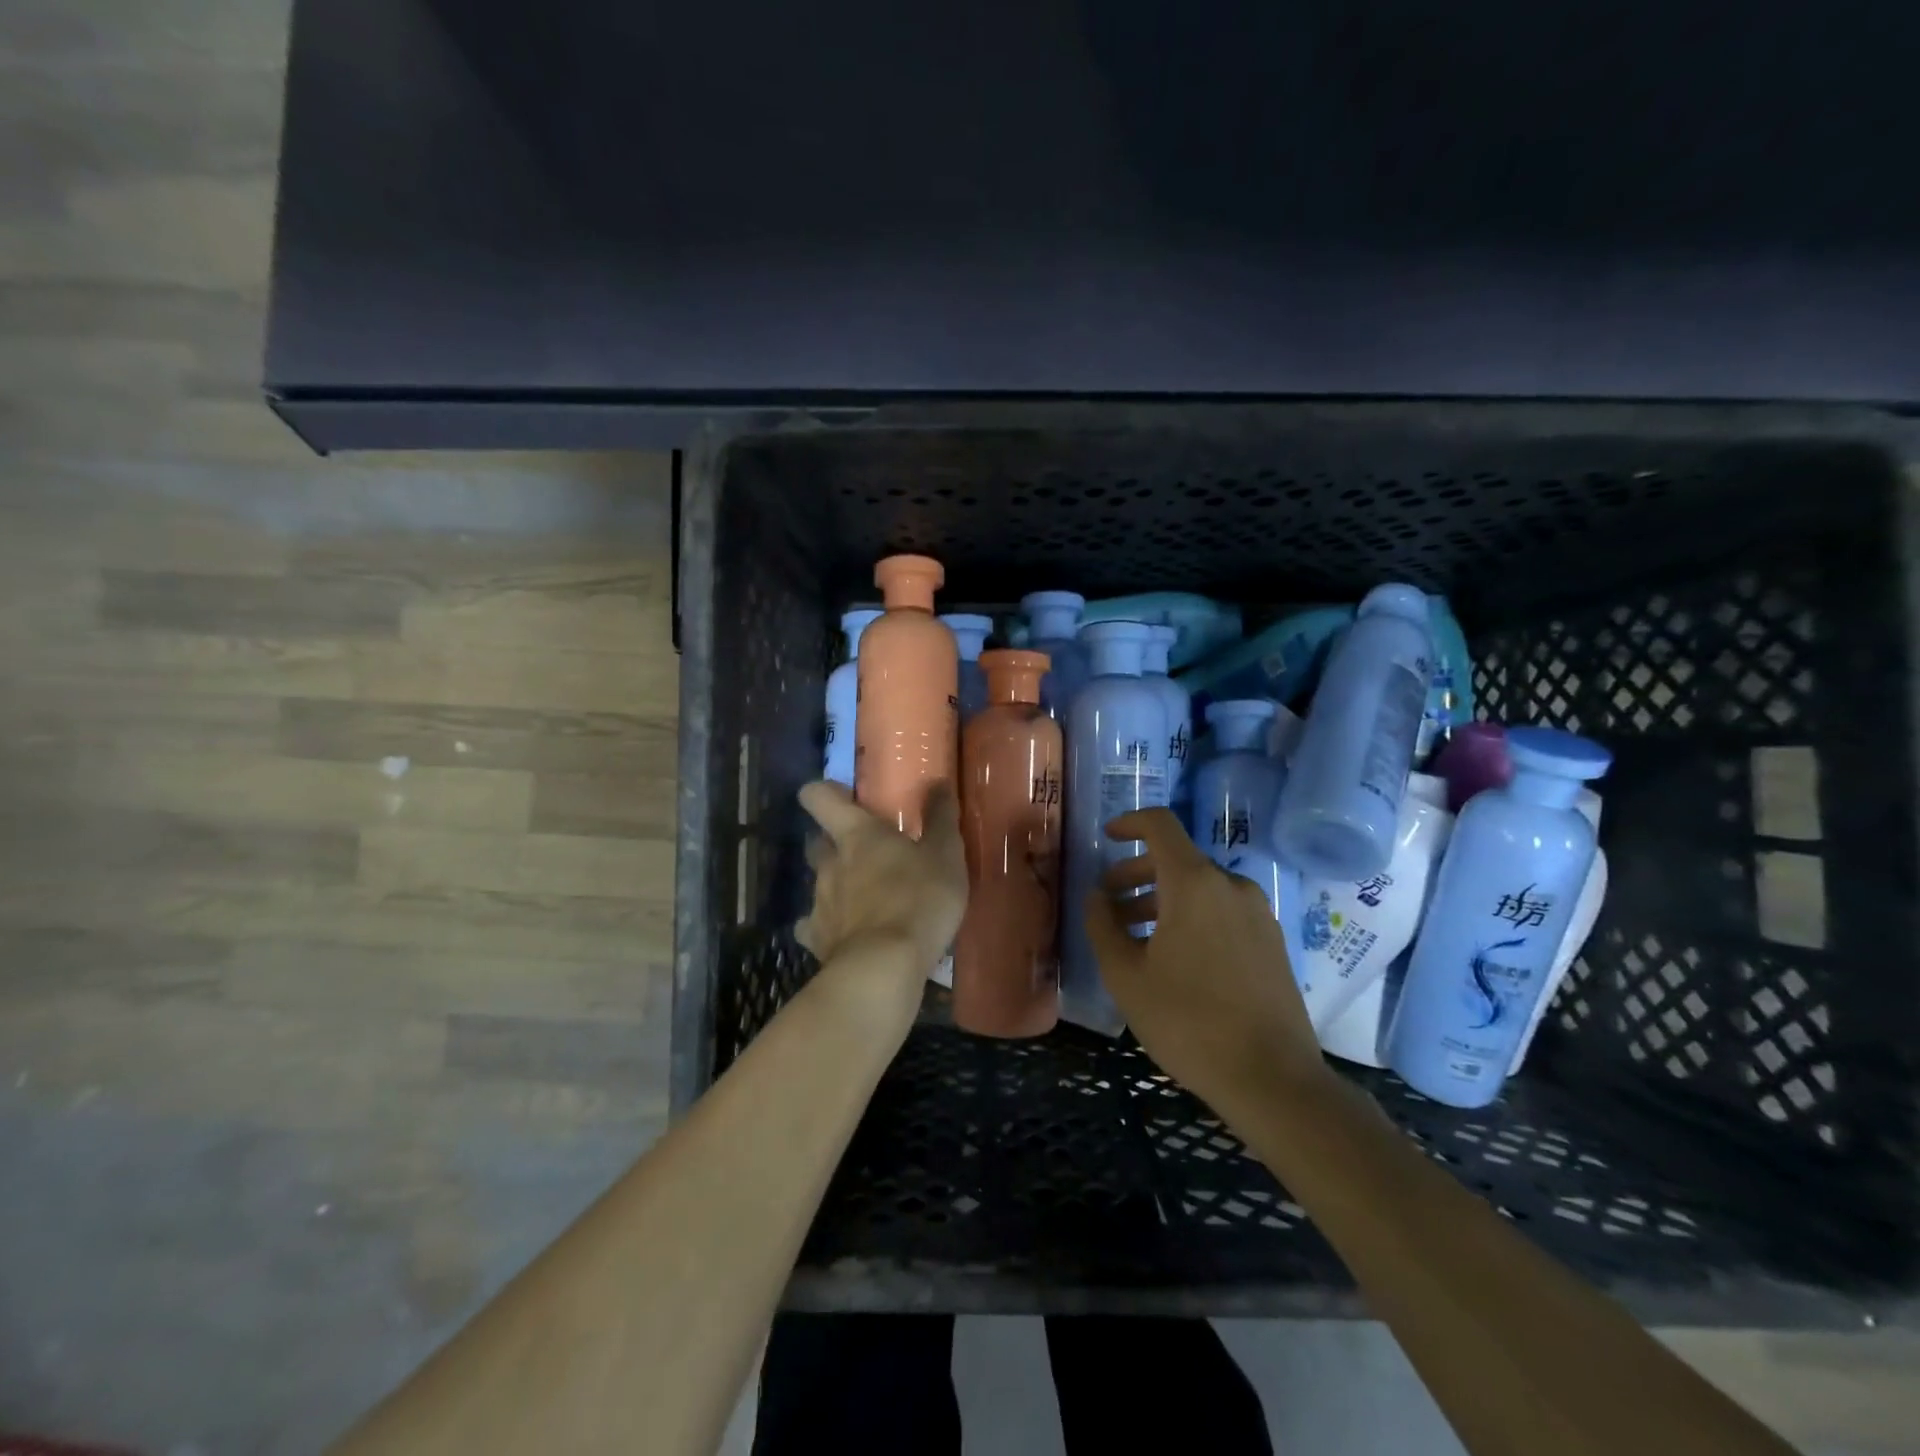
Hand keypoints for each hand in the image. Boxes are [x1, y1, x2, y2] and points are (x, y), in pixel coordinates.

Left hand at [796, 780, 968, 1035]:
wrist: (884, 969)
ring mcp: (818, 903)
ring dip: (836, 885)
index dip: (824, 792)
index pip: (818, 797)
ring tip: (865, 899)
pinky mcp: (817, 940)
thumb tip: (937, 782)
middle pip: (816, 841)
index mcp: (856, 834)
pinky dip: (829, 928)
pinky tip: (848, 935)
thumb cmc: (918, 900)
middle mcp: (829, 863)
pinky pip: (815, 927)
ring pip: (818, 883)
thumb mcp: (945, 855)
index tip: (843, 797)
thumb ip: (941, 818)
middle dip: (832, 842)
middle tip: (864, 851)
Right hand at [1085, 808, 1329, 1113]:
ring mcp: (1258, 913)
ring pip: (1200, 888)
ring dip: (1162, 899)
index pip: (1160, 825)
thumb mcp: (1125, 975)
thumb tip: (1097, 895)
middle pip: (1177, 859)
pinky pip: (1222, 911)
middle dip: (1136, 873)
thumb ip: (1103, 924)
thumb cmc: (1187, 1021)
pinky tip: (1174, 957)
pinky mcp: (1272, 941)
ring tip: (1135, 936)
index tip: (1106, 838)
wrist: (1272, 1078)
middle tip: (1109, 904)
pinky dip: (1191, 916)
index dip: (1129, 823)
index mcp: (1194, 883)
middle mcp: (1231, 886)